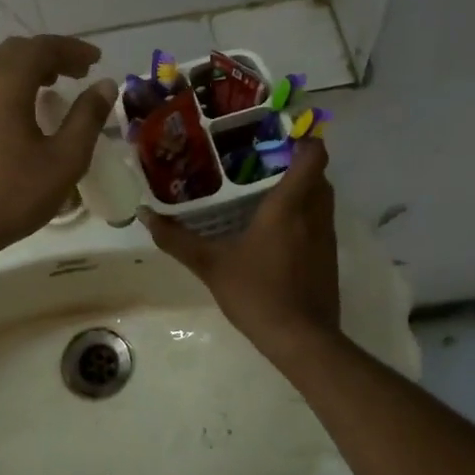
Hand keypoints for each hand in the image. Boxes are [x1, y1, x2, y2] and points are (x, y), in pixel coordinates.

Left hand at [0, 36, 116, 263]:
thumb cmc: (12, 194)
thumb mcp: (64, 159)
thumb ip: (87, 117)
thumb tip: (104, 84)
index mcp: (6, 85)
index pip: (41, 47)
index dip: (72, 48)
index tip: (96, 60)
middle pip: (15, 52)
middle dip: (49, 55)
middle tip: (77, 72)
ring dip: (25, 71)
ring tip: (51, 89)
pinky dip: (3, 91)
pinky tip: (12, 115)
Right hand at [141, 139, 340, 360]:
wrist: (301, 340)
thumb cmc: (257, 293)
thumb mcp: (211, 265)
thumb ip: (178, 239)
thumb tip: (145, 215)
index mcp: (289, 206)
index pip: (313, 156)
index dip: (303, 139)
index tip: (277, 135)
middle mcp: (315, 214)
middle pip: (318, 175)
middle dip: (296, 164)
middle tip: (261, 162)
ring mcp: (326, 238)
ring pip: (322, 199)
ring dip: (303, 190)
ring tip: (266, 191)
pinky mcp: (329, 259)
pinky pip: (320, 223)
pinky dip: (305, 216)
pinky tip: (276, 231)